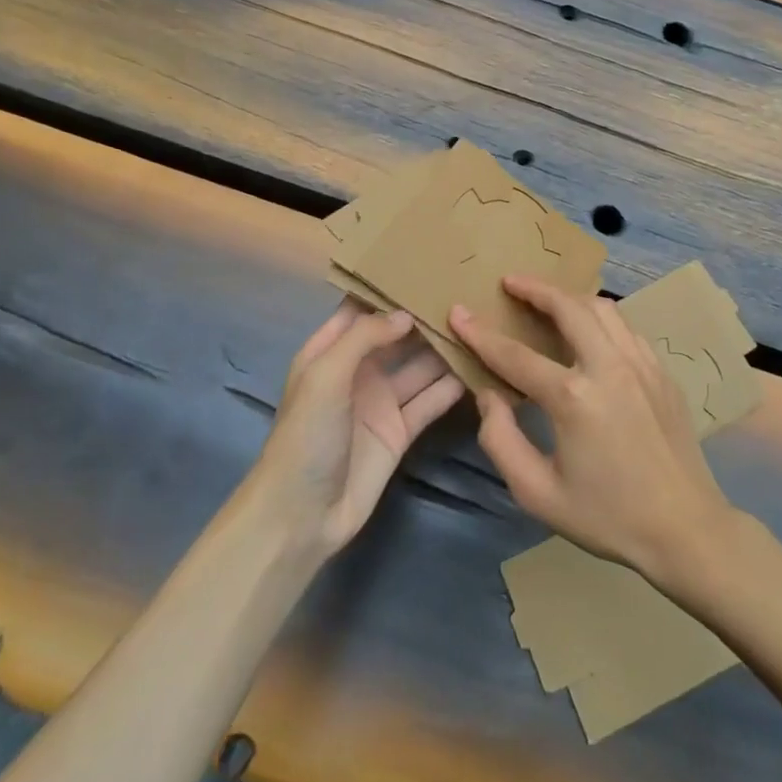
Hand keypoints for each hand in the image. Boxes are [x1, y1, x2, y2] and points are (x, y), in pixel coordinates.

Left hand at [253, 301, 465, 557]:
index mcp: (329, 352)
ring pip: (419, 366)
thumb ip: (364, 337)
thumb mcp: (325, 376)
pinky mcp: (401, 430)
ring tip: (480, 325)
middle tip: (465, 292)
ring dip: (443, 349)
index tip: (424, 266)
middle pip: (396, 336)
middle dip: (424, 317)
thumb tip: (406, 314)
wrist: (302, 516)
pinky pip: (430, 401)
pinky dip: (452, 387)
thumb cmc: (305, 436)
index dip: (387, 290)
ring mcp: (381, 401)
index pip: (361, 310)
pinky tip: (479, 368)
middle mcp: (358, 371)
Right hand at [450, 276, 735, 582]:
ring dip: (570, 297)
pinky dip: (601, 318)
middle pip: (568, 308)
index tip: (458, 312)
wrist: (685, 528)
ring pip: (603, 308)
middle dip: (534, 288)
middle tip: (510, 281)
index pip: (515, 355)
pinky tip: (590, 330)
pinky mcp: (662, 371)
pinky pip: (626, 328)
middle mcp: (609, 367)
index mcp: (574, 398)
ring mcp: (642, 364)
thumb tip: (489, 394)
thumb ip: (501, 440)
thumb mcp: (538, 493)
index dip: (481, 333)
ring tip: (547, 298)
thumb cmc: (607, 516)